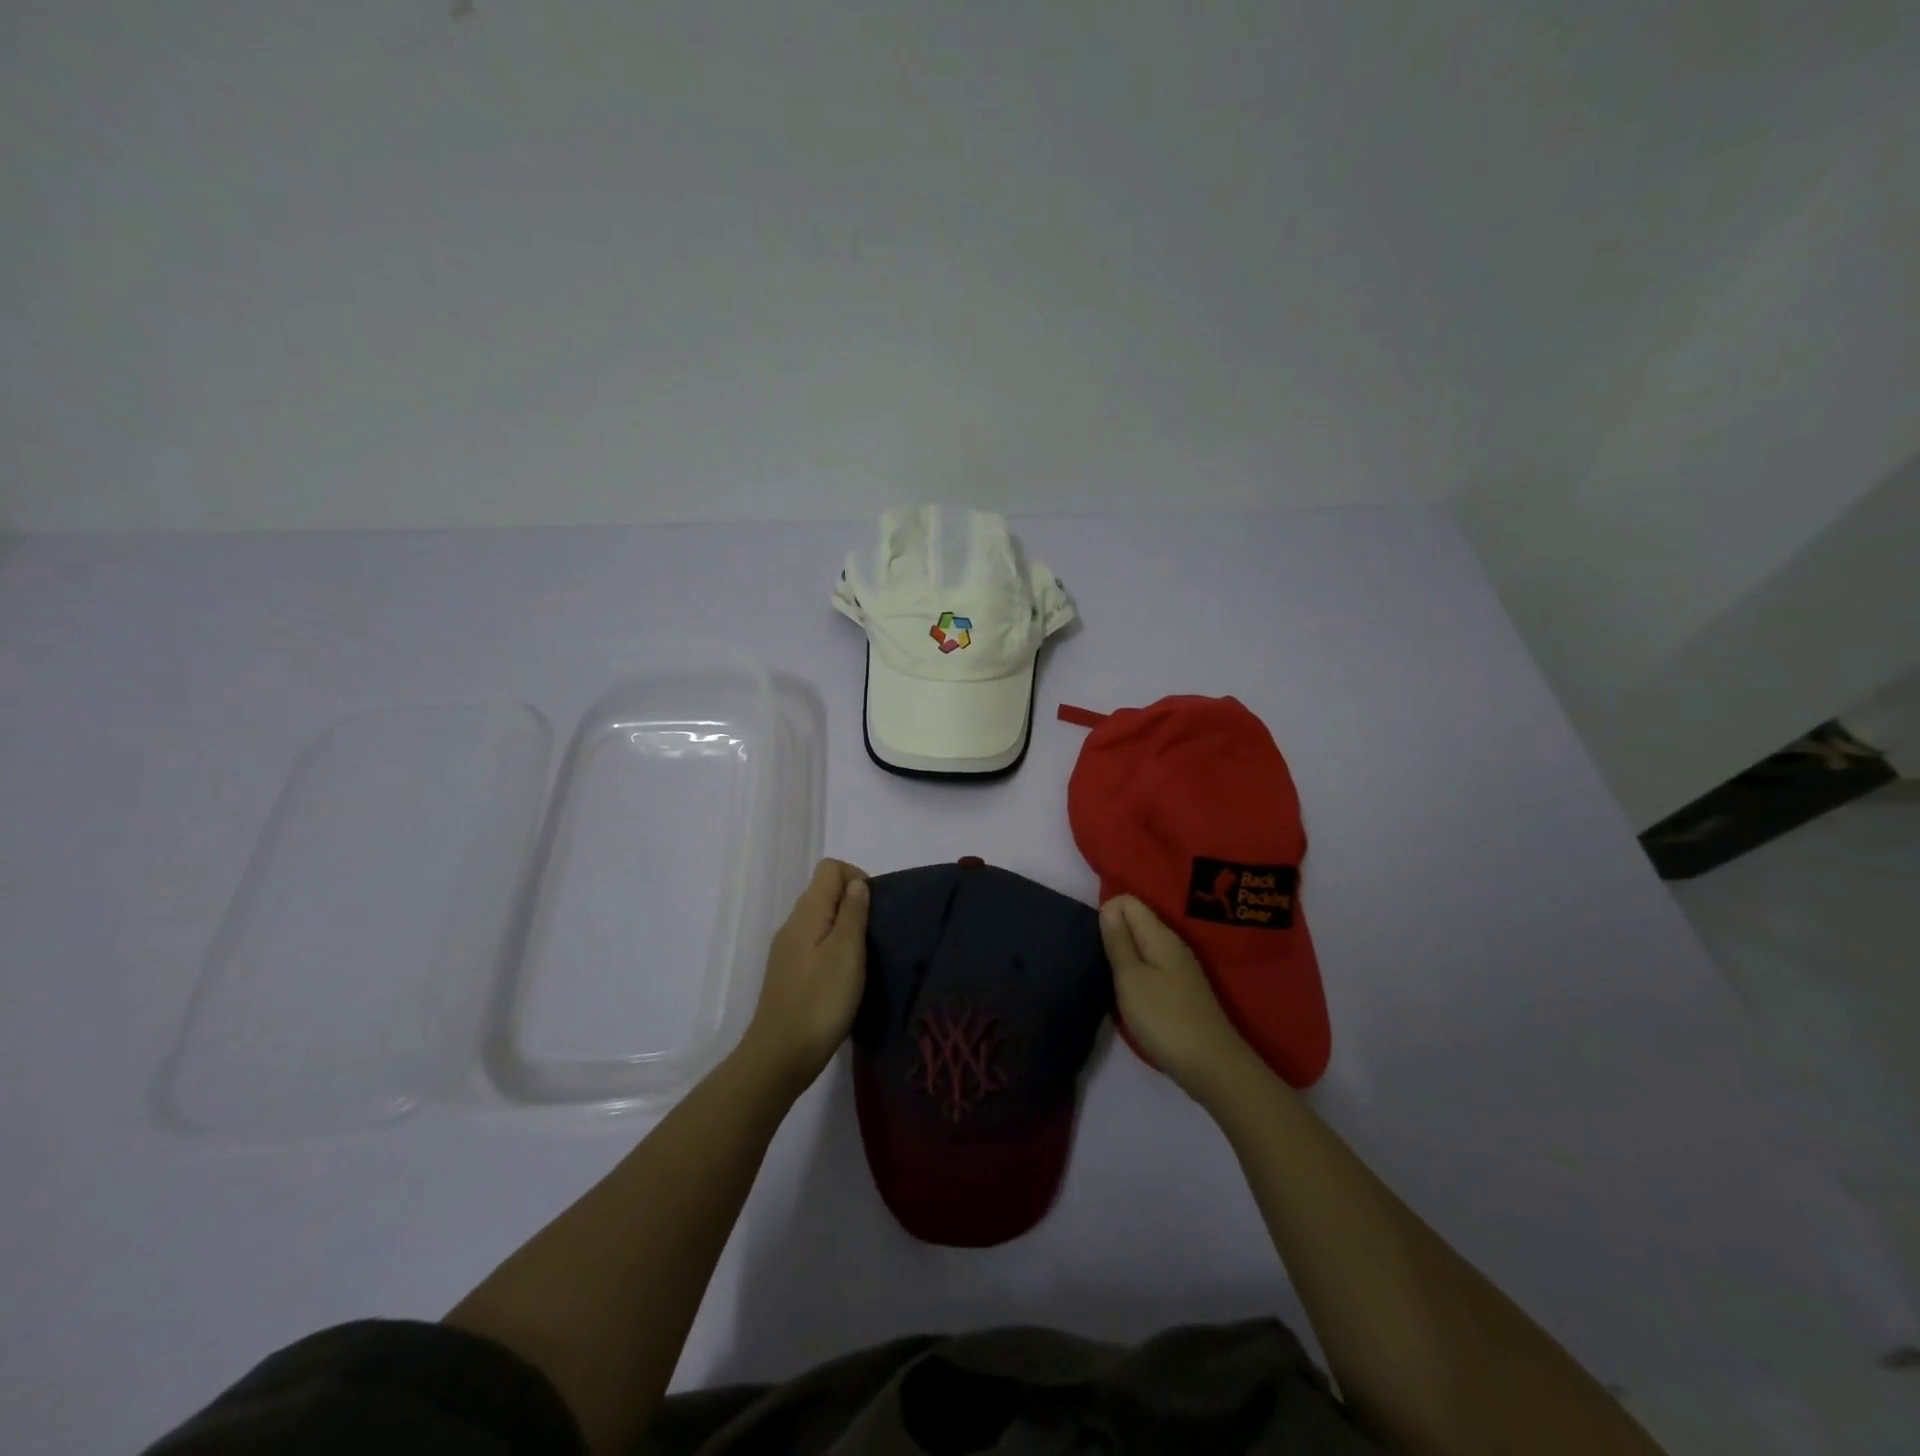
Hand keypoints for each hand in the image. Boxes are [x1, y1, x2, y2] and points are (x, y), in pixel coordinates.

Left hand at [739, 859, 869, 1091]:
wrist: (781, 1055)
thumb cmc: (821, 1000)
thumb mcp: (847, 952)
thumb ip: (853, 912)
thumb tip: (856, 883)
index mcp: (806, 912)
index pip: (829, 868)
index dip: (856, 877)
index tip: (874, 909)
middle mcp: (793, 924)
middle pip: (824, 892)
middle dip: (853, 903)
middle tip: (873, 936)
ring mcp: (787, 950)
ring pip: (821, 919)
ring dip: (845, 928)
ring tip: (864, 957)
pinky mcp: (789, 973)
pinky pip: (814, 943)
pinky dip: (833, 948)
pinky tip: (844, 976)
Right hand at [1099, 895, 1251, 1102]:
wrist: (1211, 1066)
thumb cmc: (1164, 1018)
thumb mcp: (1131, 978)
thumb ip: (1118, 941)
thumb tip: (1108, 907)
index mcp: (1161, 935)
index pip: (1129, 902)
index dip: (1107, 913)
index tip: (1097, 943)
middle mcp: (1173, 945)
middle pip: (1137, 922)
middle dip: (1114, 934)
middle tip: (1099, 962)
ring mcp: (1180, 968)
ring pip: (1143, 946)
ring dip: (1124, 956)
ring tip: (1110, 978)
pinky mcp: (1181, 990)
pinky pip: (1152, 966)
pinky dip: (1137, 974)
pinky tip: (1130, 995)